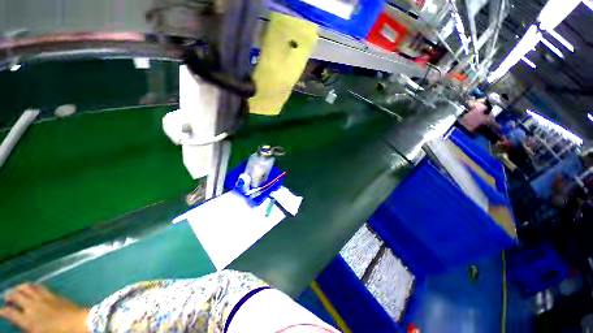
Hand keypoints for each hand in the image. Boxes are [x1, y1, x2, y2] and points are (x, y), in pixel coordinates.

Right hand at [0, 283, 88, 332]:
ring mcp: (43, 298)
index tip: (0, 311)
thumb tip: (22, 325)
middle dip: (8, 295)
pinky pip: (40, 286)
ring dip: (19, 287)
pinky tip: (31, 287)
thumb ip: (29, 329)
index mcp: (28, 320)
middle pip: (16, 295)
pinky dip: (32, 286)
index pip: (9, 313)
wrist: (78, 323)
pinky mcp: (53, 294)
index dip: (2, 311)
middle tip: (6, 297)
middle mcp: (32, 307)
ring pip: (26, 287)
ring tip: (16, 290)